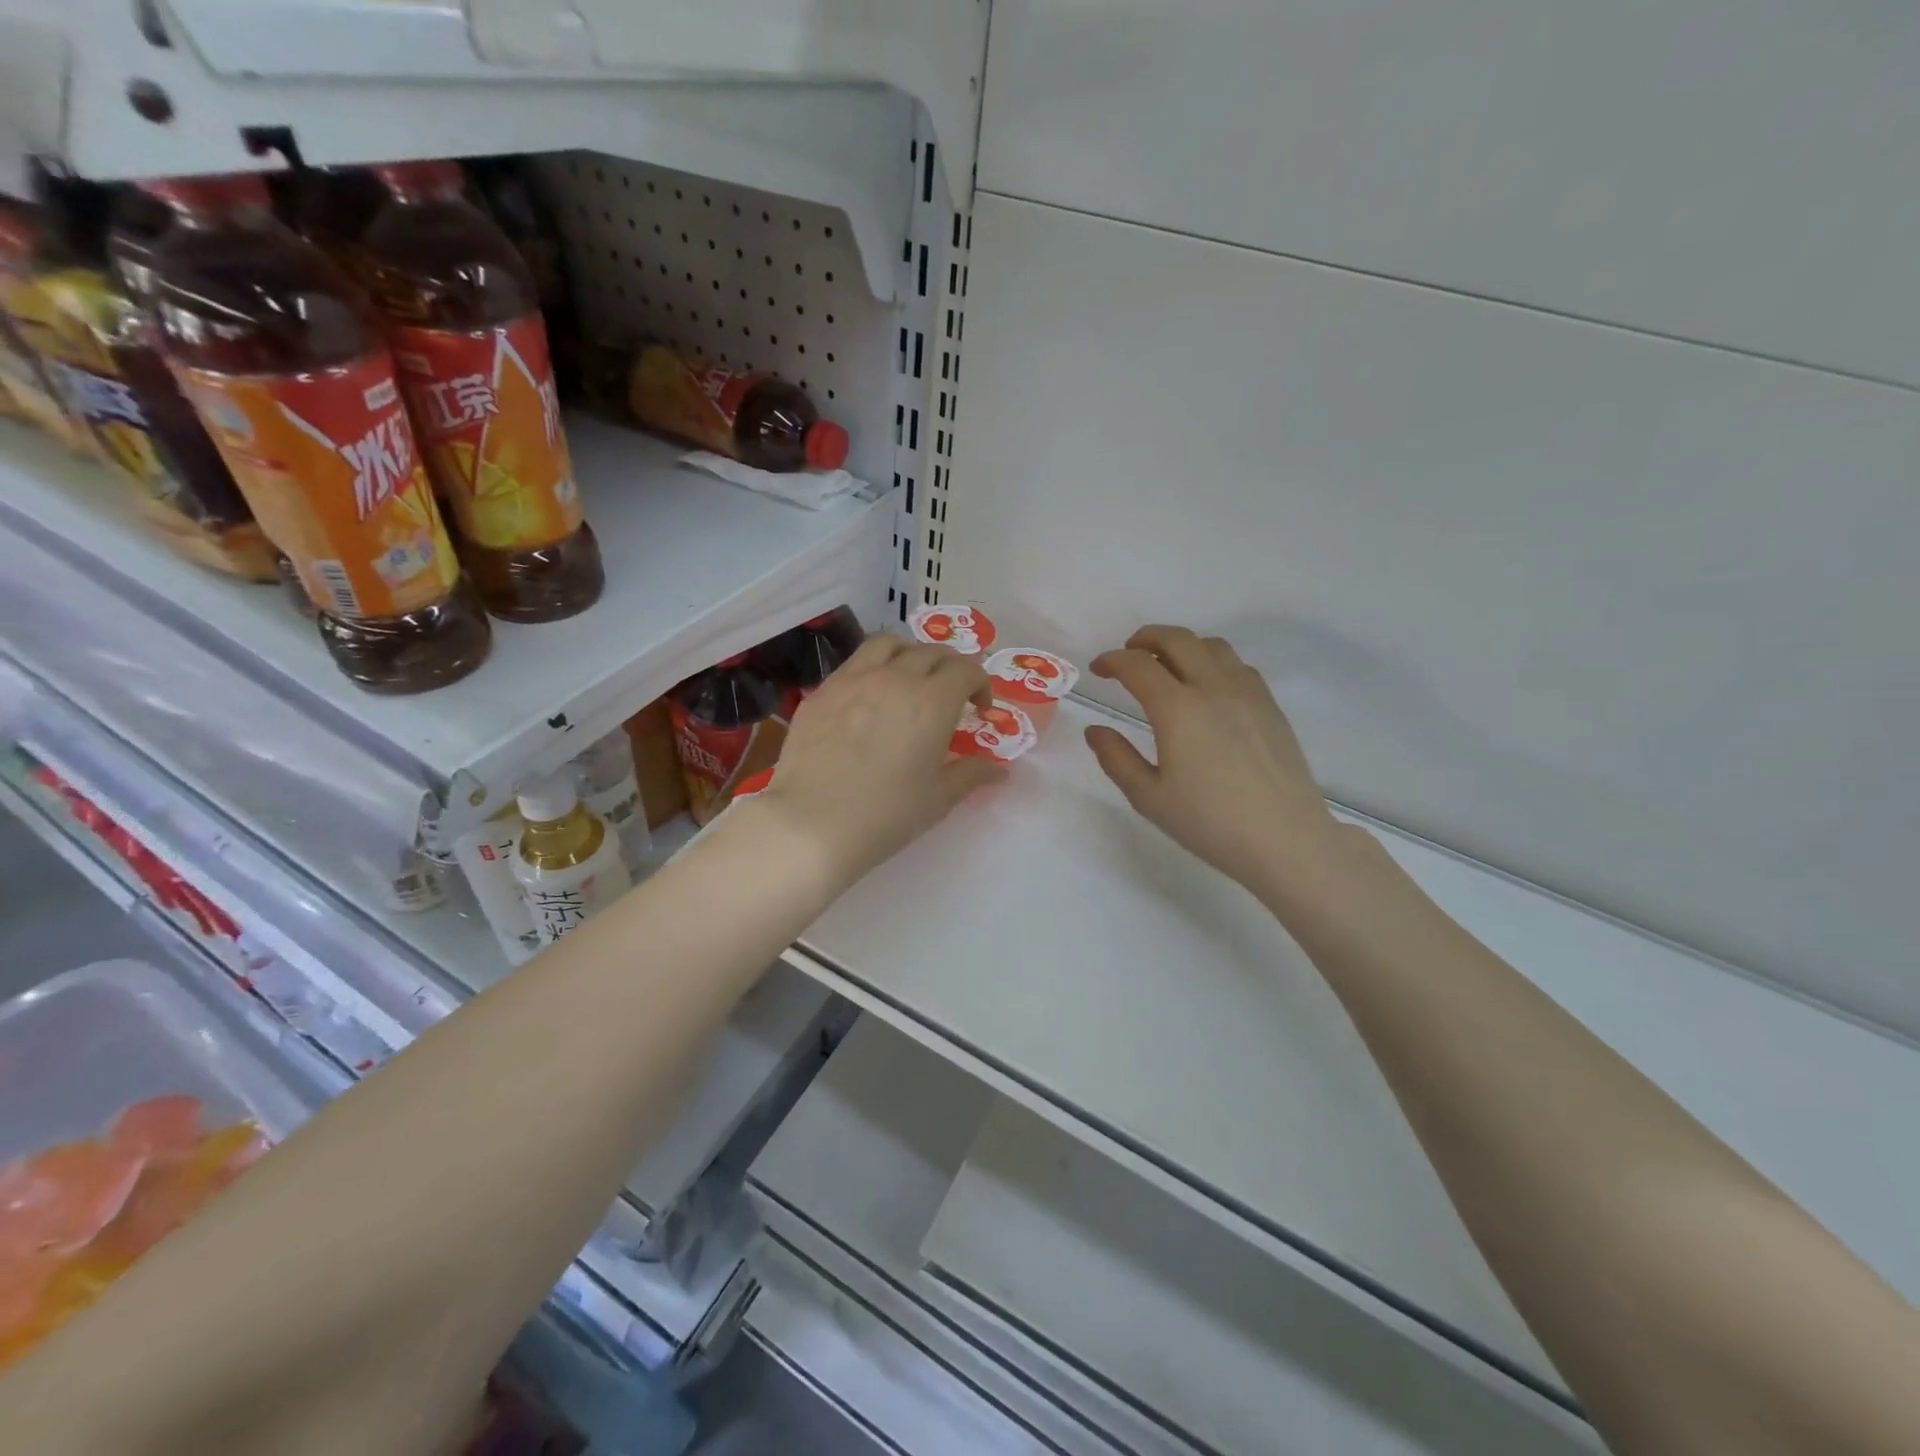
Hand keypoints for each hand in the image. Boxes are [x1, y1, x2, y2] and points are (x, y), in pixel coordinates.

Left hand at [750, 635, 1005, 887]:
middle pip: (931, 652)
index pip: (966, 670)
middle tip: (952, 692)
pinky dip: (873, 668)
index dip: (980, 683)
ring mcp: (853, 680)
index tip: (980, 707)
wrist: (812, 824)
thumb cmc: (886, 815)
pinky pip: (854, 663)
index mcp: (932, 702)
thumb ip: (972, 775)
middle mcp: (895, 678)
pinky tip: (870, 695)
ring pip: (889, 644)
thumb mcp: (938, 799)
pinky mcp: (822, 691)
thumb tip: (1000, 769)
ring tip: (911, 676)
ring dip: (910, 653)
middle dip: (950, 667)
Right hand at [1086, 625, 1343, 896]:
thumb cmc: (1209, 822)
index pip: (1137, 666)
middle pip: (1176, 639)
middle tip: (1128, 654)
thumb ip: (1116, 758)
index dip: (1112, 661)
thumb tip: (1095, 730)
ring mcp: (1247, 692)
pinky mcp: (1269, 705)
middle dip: (1145, 639)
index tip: (1098, 669)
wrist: (1284, 839)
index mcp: (1177, 709)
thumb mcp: (1149, 797)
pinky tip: (1206, 687)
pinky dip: (1212, 661)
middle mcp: (1213, 688)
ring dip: (1181, 645)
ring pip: (1211, 645)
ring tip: (1166, 665)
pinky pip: (1237, 665)